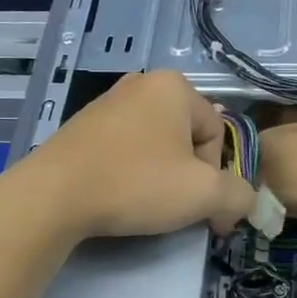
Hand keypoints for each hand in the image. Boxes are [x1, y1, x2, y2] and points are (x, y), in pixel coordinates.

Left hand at [6, 71, 257, 242]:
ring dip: (163, 177)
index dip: (218, 179)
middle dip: (191, 177)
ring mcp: (108, 102)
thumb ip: (239, 195)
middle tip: (178, 210)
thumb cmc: (135, 184)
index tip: (207, 214)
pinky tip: (121, 195)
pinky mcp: (83, 125)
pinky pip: (126, 149)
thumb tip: (243, 201)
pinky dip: (133, 172)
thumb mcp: (203, 194)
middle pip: (189, 138)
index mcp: (175, 86)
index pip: (218, 134)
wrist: (53, 196)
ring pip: (157, 145)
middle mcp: (142, 83)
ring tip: (148, 206)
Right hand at [256, 114, 296, 217]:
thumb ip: (258, 200)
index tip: (253, 195)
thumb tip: (252, 201)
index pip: (245, 156)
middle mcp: (286, 126)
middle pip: (274, 150)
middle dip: (276, 171)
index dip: (248, 177)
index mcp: (264, 138)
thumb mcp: (273, 200)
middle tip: (279, 195)